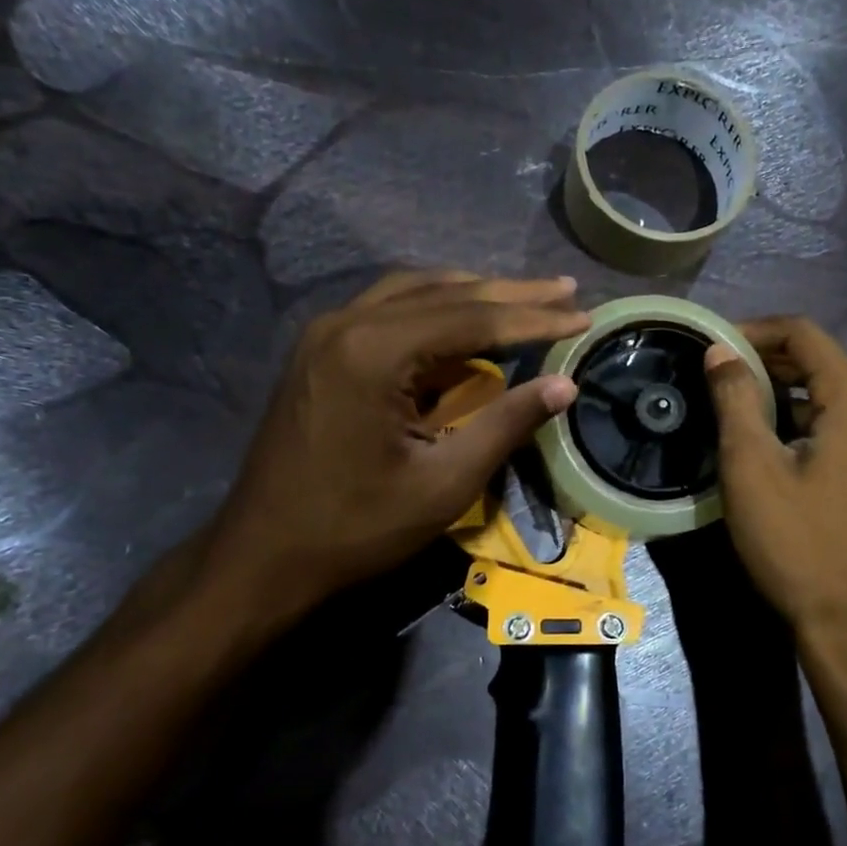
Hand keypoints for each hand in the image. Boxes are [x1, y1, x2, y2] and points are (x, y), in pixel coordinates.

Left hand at [204, 271, 586, 628]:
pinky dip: (435, 308)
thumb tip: (566, 384)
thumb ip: (506, 424)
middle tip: (565, 289)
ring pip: (414, 292)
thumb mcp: (444, 482)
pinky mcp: (319, 350)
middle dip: (510, 294)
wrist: (264, 555)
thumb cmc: (357, 527)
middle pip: (444, 293)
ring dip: (472, 294)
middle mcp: (346, 323)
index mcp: (374, 351)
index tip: (583, 314)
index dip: (533, 318)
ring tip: (525, 297)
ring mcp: (326, 333)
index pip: (472, 319)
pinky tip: (463, 319)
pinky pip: (388, 310)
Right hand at [704, 317, 846, 690]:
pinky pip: (844, 430)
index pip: (804, 334)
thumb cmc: (799, 544)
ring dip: (784, 394)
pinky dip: (805, 422)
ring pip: (832, 398)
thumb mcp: (752, 467)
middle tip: (714, 378)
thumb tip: (720, 351)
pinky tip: (774, 447)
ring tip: (735, 410)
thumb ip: (735, 399)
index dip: (753, 331)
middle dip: (766, 361)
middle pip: (822, 363)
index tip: (711, 347)